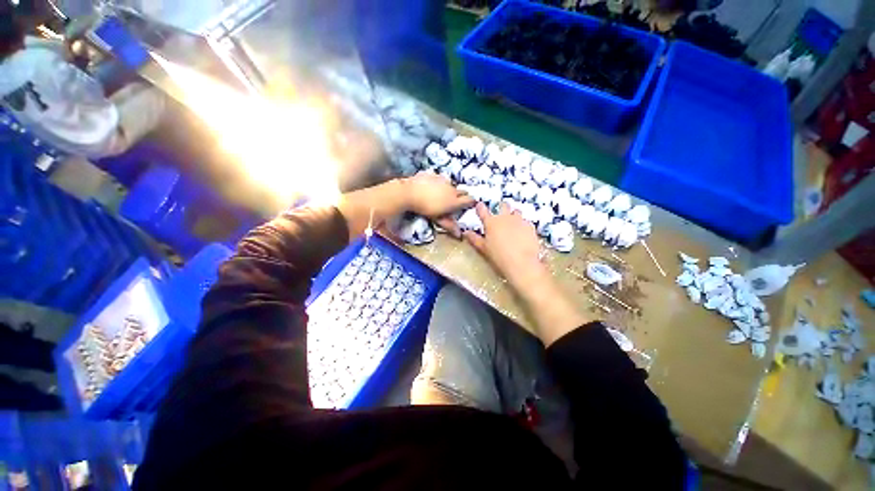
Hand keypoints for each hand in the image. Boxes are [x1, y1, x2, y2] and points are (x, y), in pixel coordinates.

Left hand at [402, 173, 474, 237]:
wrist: (409, 193)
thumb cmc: (425, 208)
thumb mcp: (437, 218)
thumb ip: (449, 225)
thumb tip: (459, 235)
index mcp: (455, 200)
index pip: (470, 200)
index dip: (471, 202)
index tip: (469, 205)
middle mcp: (452, 188)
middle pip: (462, 191)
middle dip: (461, 196)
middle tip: (454, 202)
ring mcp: (443, 179)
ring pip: (451, 184)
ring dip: (449, 189)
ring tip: (440, 194)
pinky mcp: (434, 174)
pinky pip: (439, 178)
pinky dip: (438, 182)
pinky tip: (430, 186)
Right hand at [462, 203, 546, 284]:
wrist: (521, 263)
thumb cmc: (498, 256)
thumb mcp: (483, 248)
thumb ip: (474, 239)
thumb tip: (465, 233)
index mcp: (490, 222)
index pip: (482, 209)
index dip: (480, 207)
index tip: (479, 206)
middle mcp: (504, 217)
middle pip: (502, 205)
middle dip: (501, 208)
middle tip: (500, 217)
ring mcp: (519, 220)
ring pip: (516, 211)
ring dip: (513, 215)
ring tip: (513, 225)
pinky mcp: (530, 225)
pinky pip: (526, 221)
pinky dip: (523, 225)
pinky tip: (523, 234)